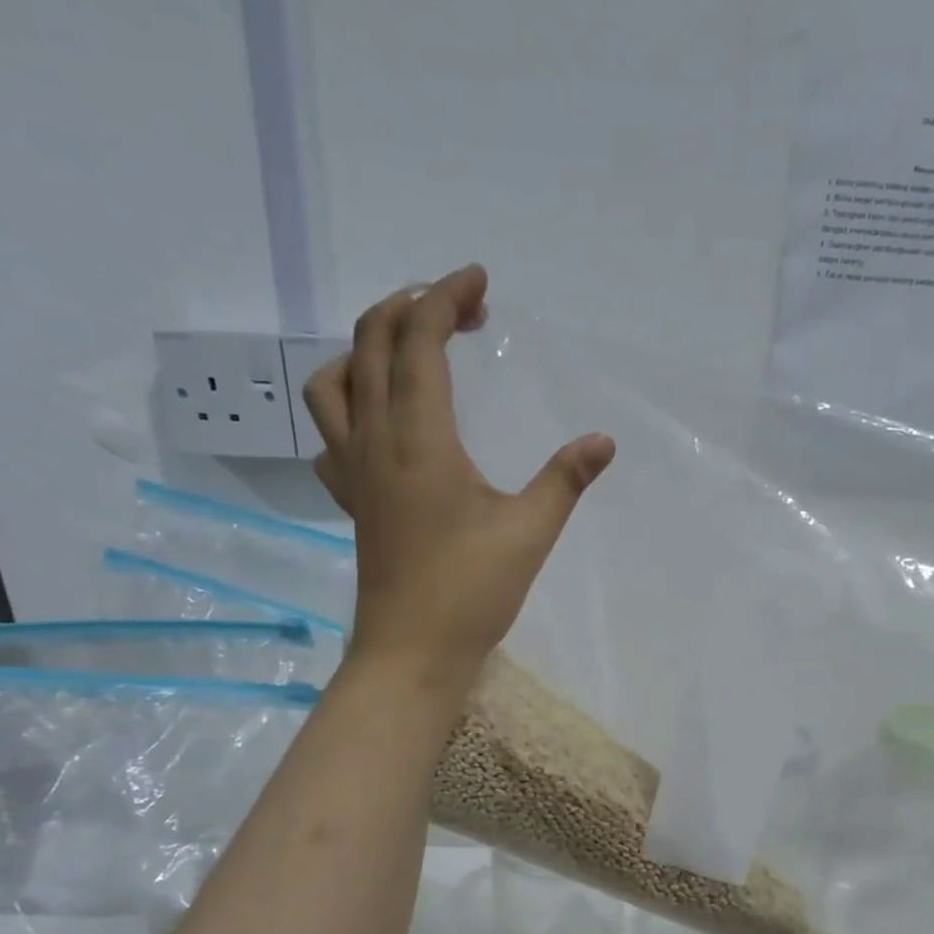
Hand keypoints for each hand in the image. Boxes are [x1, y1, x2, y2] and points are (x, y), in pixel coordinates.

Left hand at [302, 264, 615, 688]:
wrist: (413, 651)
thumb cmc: (471, 591)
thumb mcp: (530, 531)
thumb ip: (565, 479)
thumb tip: (603, 441)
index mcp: (419, 437)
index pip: (418, 339)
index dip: (445, 297)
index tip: (479, 282)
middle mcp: (375, 440)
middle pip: (370, 342)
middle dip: (411, 307)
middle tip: (458, 310)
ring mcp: (354, 471)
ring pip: (333, 382)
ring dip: (365, 348)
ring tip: (407, 352)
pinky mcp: (350, 501)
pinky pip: (330, 433)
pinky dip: (348, 403)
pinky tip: (378, 422)